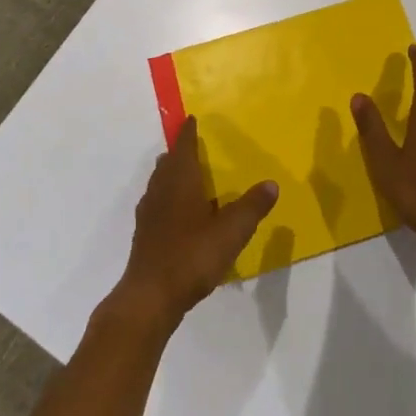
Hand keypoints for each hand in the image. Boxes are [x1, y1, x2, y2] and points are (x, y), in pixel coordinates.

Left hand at [113, 119, 278, 331]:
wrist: (150, 296)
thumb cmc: (192, 255)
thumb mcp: (231, 231)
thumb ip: (252, 207)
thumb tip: (271, 183)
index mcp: (180, 180)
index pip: (183, 145)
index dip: (188, 131)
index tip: (192, 119)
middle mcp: (161, 189)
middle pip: (168, 162)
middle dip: (180, 152)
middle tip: (194, 147)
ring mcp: (149, 212)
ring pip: (160, 182)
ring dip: (172, 174)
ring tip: (189, 177)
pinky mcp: (144, 234)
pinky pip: (157, 203)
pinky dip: (168, 198)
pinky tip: (180, 214)